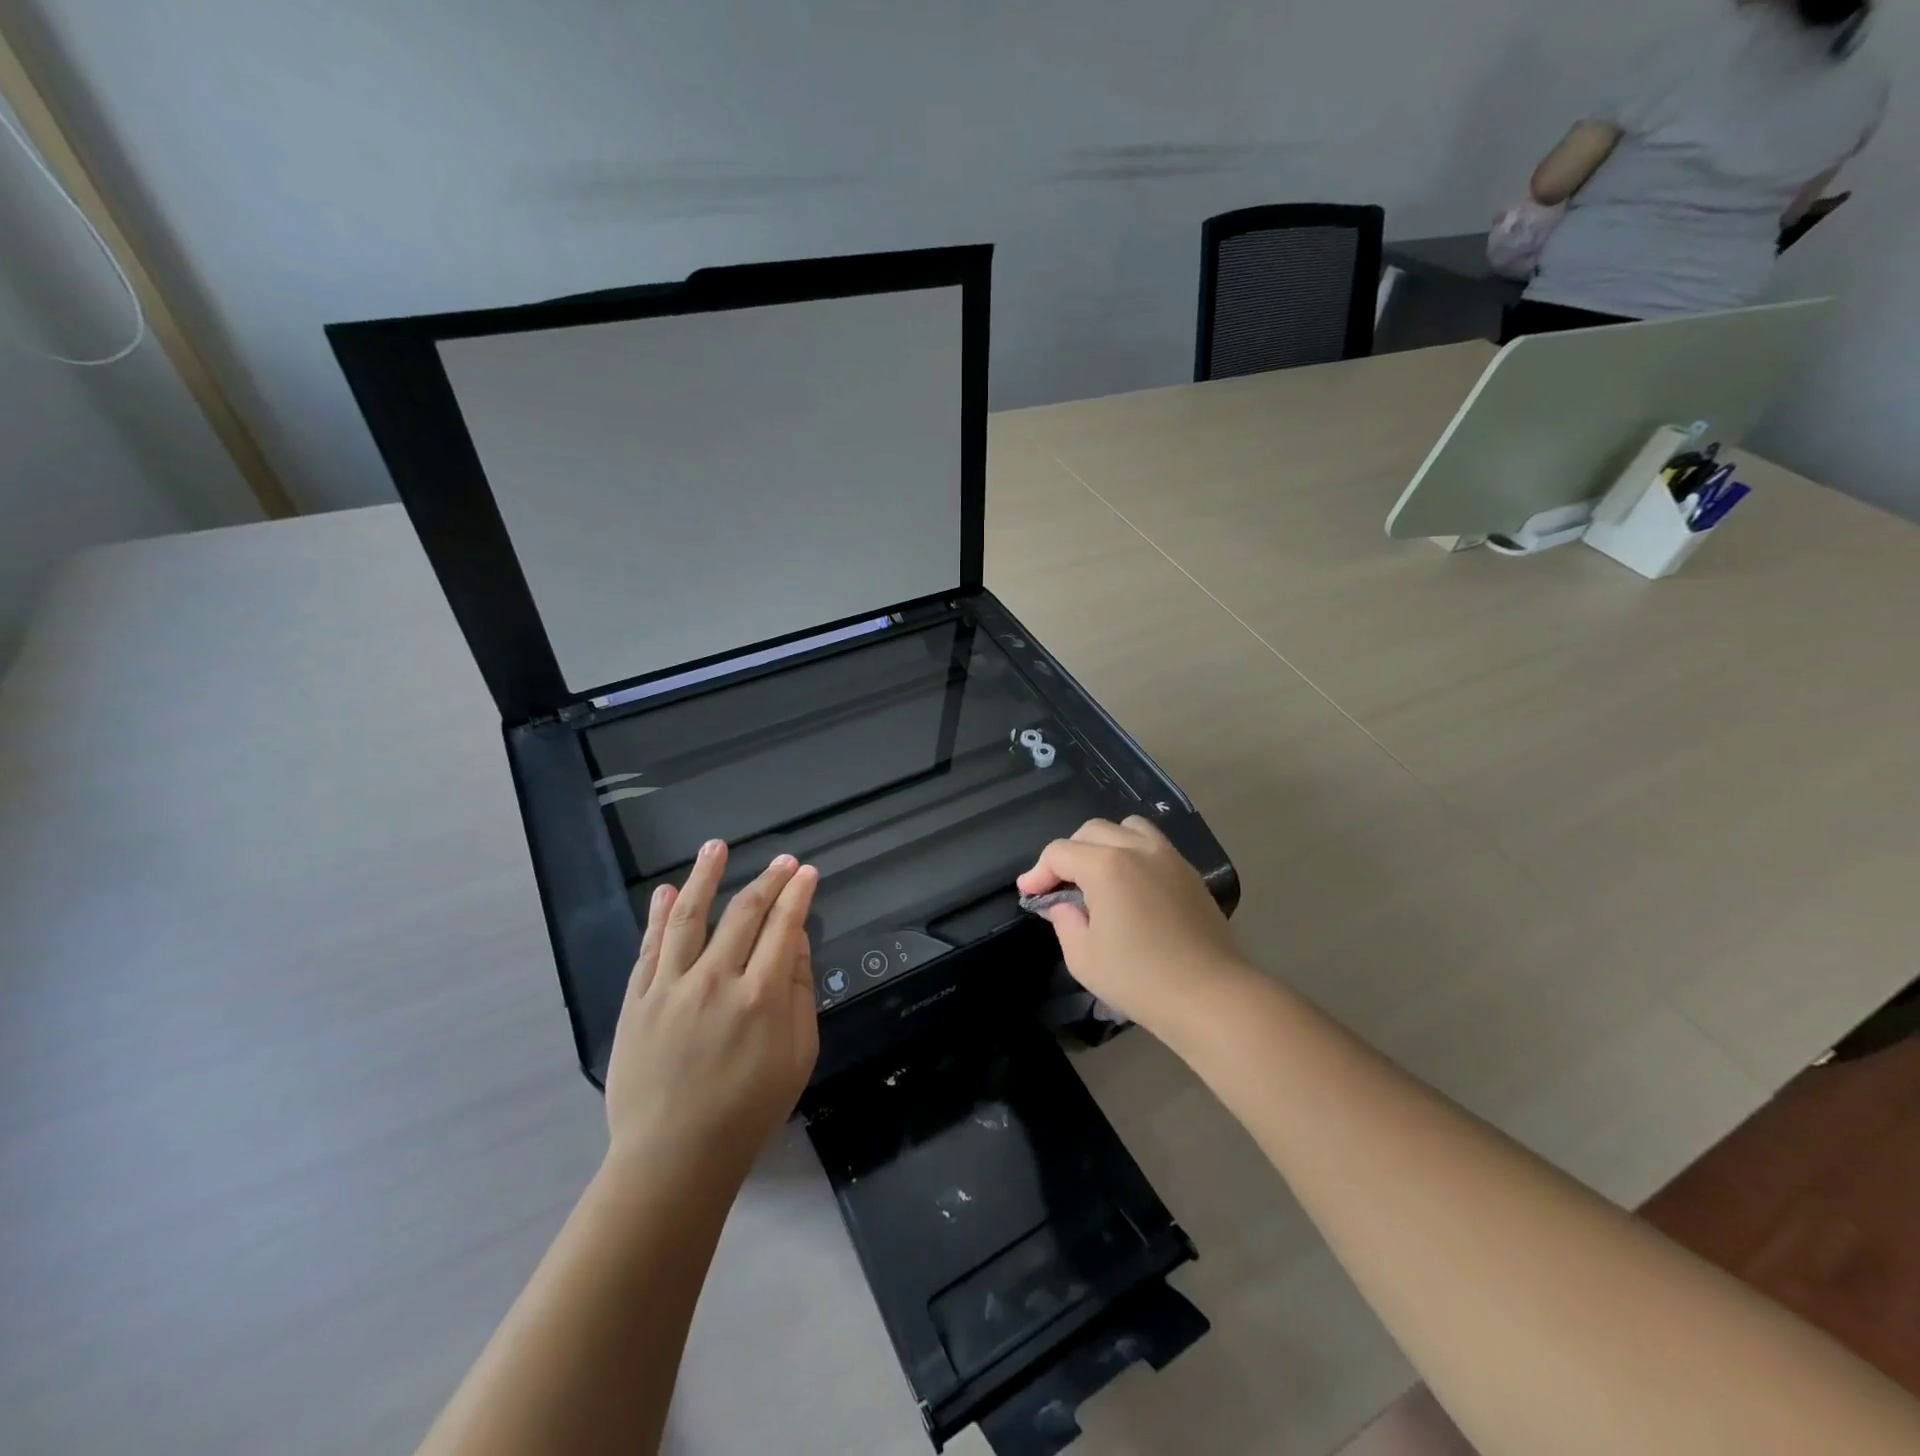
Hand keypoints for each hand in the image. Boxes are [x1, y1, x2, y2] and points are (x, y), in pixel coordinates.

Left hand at [603, 840, 819, 1185]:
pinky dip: (658, 916)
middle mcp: (716, 980)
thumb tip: (794, 939)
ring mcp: (671, 987)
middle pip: (743, 914)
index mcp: (761, 996)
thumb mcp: (797, 1056)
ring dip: (704, 877)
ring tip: (715, 847)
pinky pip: (650, 948)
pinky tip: (665, 892)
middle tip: (782, 860)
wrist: (674, 1158)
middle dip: (768, 880)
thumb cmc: (748, 1110)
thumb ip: (799, 992)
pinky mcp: (637, 1001)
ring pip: (689, 917)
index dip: (798, 894)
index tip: (807, 872)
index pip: (784, 926)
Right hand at [1017, 816, 1255, 1047]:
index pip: (1060, 853)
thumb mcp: (1083, 957)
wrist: (1211, 996)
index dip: (1038, 871)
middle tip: (1059, 886)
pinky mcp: (1189, 872)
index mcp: (1106, 865)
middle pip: (1091, 831)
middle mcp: (1137, 849)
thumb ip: (1064, 921)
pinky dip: (1132, 852)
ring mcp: (1168, 857)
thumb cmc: (1140, 979)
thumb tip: (1062, 903)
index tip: (1029, 893)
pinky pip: (1153, 844)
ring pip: (1126, 827)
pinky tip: (1130, 884)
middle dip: (1068, 854)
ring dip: (1103, 844)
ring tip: (1097, 875)